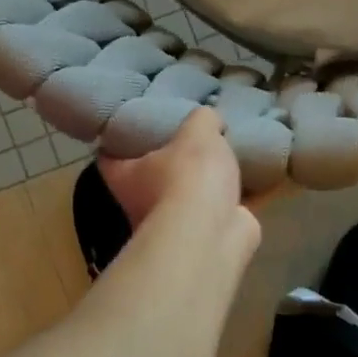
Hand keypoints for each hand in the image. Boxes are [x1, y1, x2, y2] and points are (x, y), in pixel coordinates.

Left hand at [98, 107, 248, 230]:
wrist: (212, 234)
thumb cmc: (189, 177)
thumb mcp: (197, 132)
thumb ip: (202, 119)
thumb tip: (209, 119)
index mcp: (125, 177)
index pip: (109, 155)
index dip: (118, 139)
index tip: (135, 123)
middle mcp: (141, 204)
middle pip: (149, 177)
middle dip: (167, 161)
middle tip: (189, 135)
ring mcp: (173, 226)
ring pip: (185, 197)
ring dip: (202, 184)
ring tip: (223, 157)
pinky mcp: (205, 237)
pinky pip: (218, 212)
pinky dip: (232, 200)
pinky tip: (249, 181)